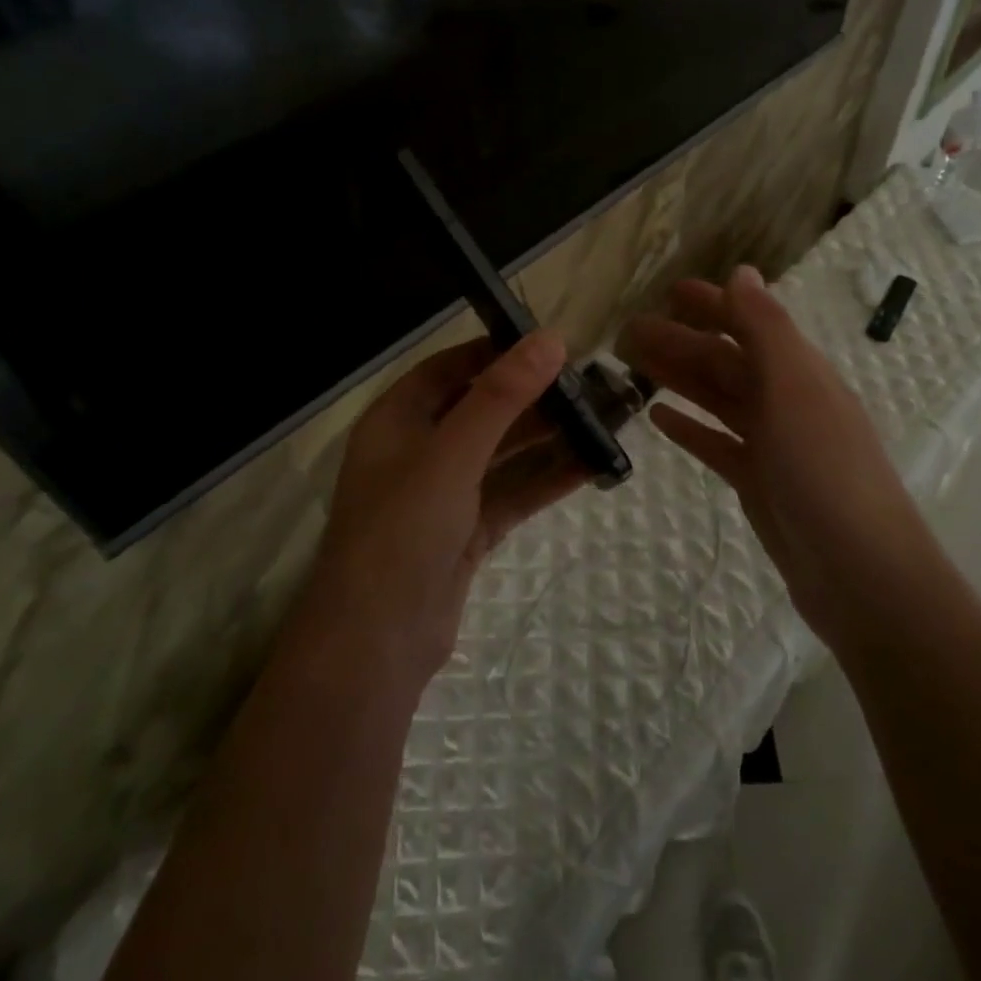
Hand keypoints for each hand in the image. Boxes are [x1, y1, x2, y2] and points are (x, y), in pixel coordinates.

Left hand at [306, 331, 587, 689]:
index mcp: (397, 420)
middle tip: (590, 384)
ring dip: (547, 439)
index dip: (496, 352)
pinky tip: (591, 465)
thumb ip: (501, 396)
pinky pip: (512, 494)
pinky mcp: (467, 531)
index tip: (549, 344)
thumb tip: (549, 339)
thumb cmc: (403, 528)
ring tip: (602, 420)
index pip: (449, 369)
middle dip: (533, 398)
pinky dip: (547, 480)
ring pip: (503, 455)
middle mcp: (419, 451)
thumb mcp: (452, 452)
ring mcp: (444, 494)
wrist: (378, 640)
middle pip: (482, 411)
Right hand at [618, 267, 928, 649]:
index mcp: (800, 372)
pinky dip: (690, 428)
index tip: (667, 291)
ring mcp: (774, 445)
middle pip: (727, 362)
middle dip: (681, 342)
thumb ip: (766, 328)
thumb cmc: (825, 470)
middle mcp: (788, 401)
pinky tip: (659, 418)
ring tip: (634, 365)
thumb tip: (743, 271)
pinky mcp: (759, 483)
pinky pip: (718, 445)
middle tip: (629, 331)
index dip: (712, 304)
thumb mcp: (795, 388)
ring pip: (718, 400)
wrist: (858, 571)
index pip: (750, 324)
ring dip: (680, 378)